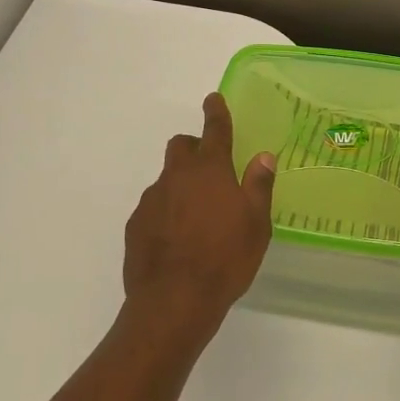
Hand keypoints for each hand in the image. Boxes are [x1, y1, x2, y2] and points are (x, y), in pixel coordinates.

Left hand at [123, 94, 275, 336]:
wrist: (173, 301)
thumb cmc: (225, 259)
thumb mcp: (256, 224)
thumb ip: (258, 186)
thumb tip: (263, 156)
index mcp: (210, 170)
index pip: (214, 129)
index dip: (216, 111)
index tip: (213, 99)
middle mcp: (177, 176)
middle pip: (181, 146)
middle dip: (194, 148)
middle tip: (210, 170)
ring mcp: (152, 199)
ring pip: (167, 178)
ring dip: (181, 185)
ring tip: (197, 217)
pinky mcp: (135, 224)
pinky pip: (153, 207)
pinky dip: (166, 212)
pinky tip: (177, 239)